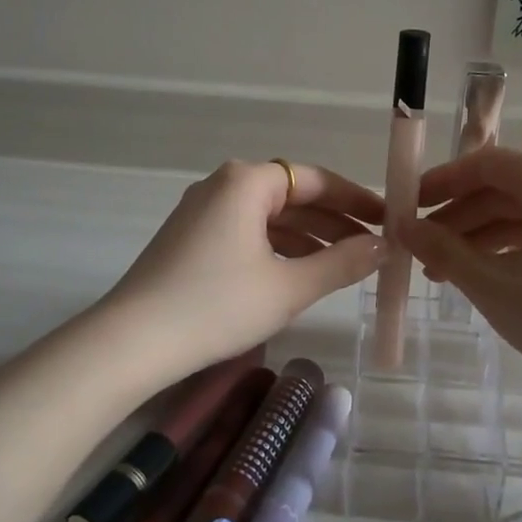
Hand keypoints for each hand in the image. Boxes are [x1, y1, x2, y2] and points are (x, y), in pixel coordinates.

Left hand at [105, 159, 386, 372]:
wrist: (133, 341)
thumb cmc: (217, 306)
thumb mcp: (289, 288)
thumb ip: (341, 263)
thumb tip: (383, 247)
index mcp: (247, 182)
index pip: (316, 180)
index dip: (356, 200)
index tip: (388, 220)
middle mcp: (223, 185)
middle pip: (292, 196)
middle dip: (334, 222)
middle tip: (373, 246)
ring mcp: (202, 211)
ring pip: (269, 217)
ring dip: (307, 238)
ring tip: (345, 264)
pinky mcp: (190, 238)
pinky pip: (247, 232)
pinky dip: (277, 249)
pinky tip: (299, 273)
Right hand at [399, 148, 521, 396]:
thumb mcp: (494, 285)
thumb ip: (443, 250)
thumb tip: (403, 226)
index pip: (483, 163)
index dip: (439, 183)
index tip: (406, 207)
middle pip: (503, 187)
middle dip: (457, 218)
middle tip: (420, 250)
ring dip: (480, 237)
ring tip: (444, 273)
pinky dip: (511, 248)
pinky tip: (486, 276)